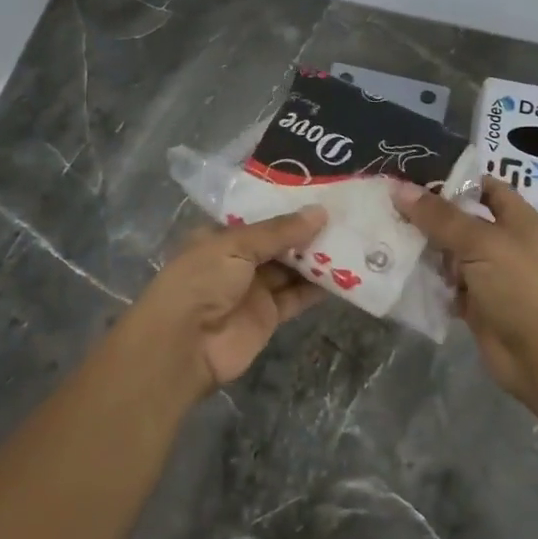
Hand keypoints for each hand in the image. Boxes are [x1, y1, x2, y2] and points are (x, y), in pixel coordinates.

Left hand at [114, 206, 328, 397]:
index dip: (287, 206)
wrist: (183, 347)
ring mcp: (253, 289)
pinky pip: (298, 296)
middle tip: (347, 213)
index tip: (322, 192)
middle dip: (308, 231)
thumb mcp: (236, 245)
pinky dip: (319, 287)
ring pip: (291, 269)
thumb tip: (321, 212)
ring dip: (318, 257)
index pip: (259, 216)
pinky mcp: (268, 316)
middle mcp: (237, 260)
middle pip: (278, 242)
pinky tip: (347, 272)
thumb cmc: (201, 281)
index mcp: (220, 236)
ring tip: (353, 237)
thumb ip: (280, 231)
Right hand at [394, 177, 537, 416]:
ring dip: (420, 247)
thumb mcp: (480, 243)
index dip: (452, 179)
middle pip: (458, 219)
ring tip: (380, 232)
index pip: (483, 186)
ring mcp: (486, 273)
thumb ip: (439, 217)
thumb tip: (399, 188)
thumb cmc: (519, 286)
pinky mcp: (473, 302)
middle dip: (426, 214)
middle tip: (384, 204)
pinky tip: (393, 268)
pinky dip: (424, 279)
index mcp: (515, 218)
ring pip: (447, 252)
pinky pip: (443, 283)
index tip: (412, 175)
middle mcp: (501, 242)